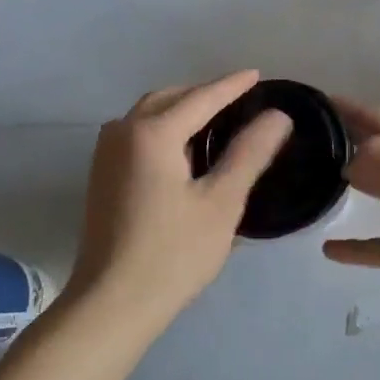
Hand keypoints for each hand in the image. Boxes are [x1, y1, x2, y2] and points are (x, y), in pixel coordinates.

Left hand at [68, 72, 291, 329]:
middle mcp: (123, 132)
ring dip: (182, 109)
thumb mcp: (222, 202)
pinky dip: (164, 128)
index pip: (202, 97)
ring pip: (149, 114)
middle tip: (241, 100)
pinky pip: (138, 134)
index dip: (233, 85)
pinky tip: (184, 149)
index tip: (258, 74)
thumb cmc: (173, 253)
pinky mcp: (102, 176)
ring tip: (217, 120)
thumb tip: (277, 116)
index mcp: (153, 132)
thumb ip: (250, 153)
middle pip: (170, 98)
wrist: (111, 304)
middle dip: (205, 94)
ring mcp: (106, 154)